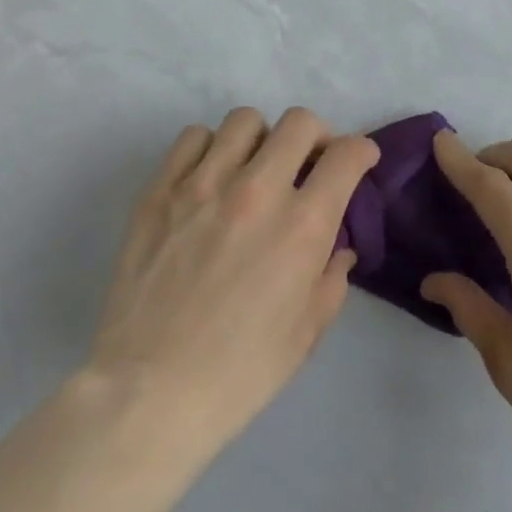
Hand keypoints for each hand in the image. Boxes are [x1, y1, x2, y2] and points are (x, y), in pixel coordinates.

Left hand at [85, 107, 379, 461]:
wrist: (150, 392)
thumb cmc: (240, 371)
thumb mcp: (308, 331)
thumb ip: (332, 276)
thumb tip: (337, 245)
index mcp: (302, 225)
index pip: (347, 155)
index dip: (362, 152)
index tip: (358, 162)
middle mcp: (257, 190)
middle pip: (299, 123)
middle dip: (316, 137)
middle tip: (307, 164)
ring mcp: (203, 184)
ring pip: (245, 120)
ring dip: (261, 139)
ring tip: (253, 169)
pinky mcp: (160, 190)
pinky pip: (193, 137)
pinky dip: (210, 149)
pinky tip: (209, 178)